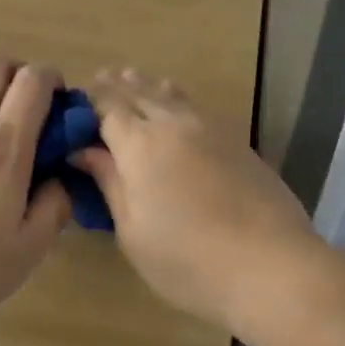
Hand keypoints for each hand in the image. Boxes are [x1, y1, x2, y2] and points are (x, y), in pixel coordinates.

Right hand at [73, 69, 325, 331]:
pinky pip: (196, 108)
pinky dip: (176, 100)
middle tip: (99, 79)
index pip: (107, 107)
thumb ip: (109, 183)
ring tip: (132, 78)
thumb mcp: (132, 230)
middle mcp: (174, 124)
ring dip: (147, 86)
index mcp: (140, 144)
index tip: (73, 104)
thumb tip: (84, 151)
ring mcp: (211, 129)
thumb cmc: (187, 259)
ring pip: (172, 95)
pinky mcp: (237, 142)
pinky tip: (175, 105)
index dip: (89, 101)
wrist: (271, 266)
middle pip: (139, 93)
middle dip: (116, 87)